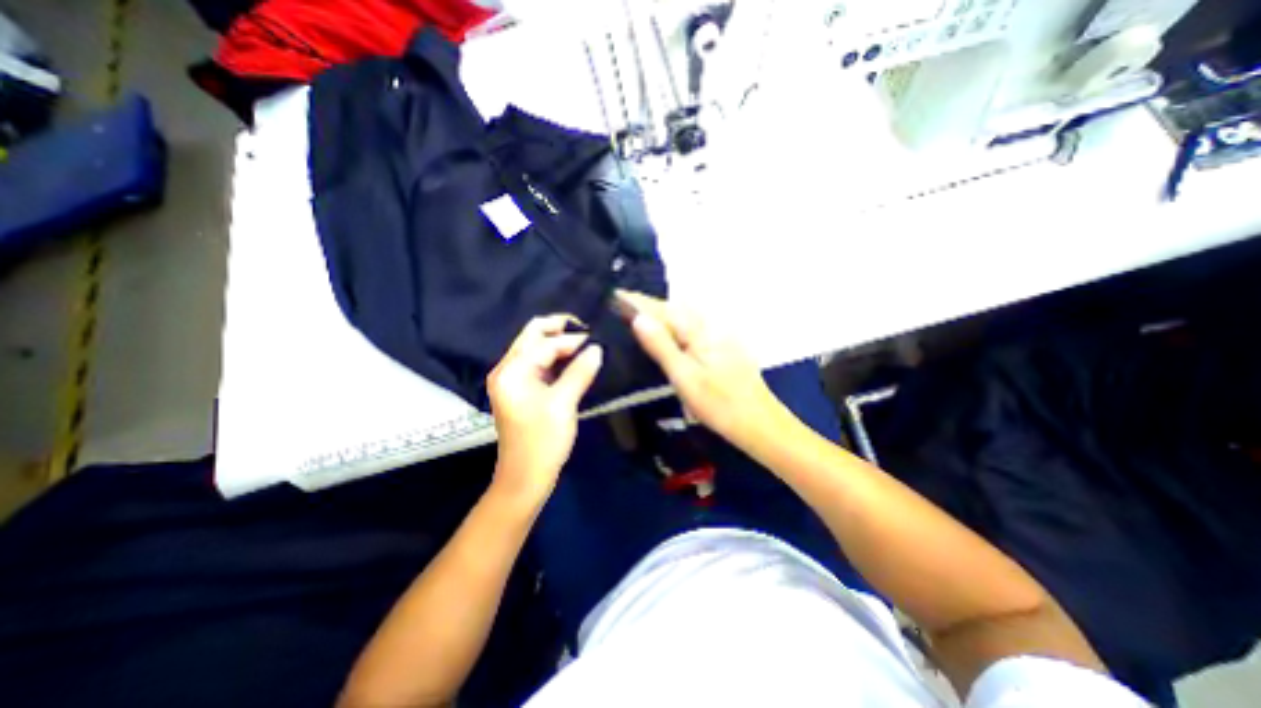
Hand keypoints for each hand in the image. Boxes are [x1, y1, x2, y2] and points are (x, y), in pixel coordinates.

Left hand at [483, 313, 602, 502]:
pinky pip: (539, 363)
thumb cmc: (543, 442)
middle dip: (560, 329)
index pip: (544, 343)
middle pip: (533, 335)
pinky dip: (556, 358)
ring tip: (586, 344)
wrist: (525, 478)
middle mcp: (507, 369)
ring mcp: (513, 379)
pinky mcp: (522, 389)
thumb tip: (597, 348)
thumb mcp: (563, 404)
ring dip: (559, 342)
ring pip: (536, 348)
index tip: (597, 340)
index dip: (571, 339)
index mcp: (512, 371)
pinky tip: (575, 360)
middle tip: (588, 331)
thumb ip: (579, 372)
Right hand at [618, 289, 784, 447]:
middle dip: (649, 305)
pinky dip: (675, 326)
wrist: (758, 422)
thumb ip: (661, 346)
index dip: (638, 302)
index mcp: (699, 330)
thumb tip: (638, 318)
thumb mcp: (684, 376)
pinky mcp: (722, 348)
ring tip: (640, 317)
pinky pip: (693, 328)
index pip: (663, 309)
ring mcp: (719, 336)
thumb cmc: (719, 404)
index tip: (616, 295)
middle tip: (623, 306)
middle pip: (674, 308)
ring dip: (662, 314)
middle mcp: (710, 326)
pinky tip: (669, 335)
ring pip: (685, 318)